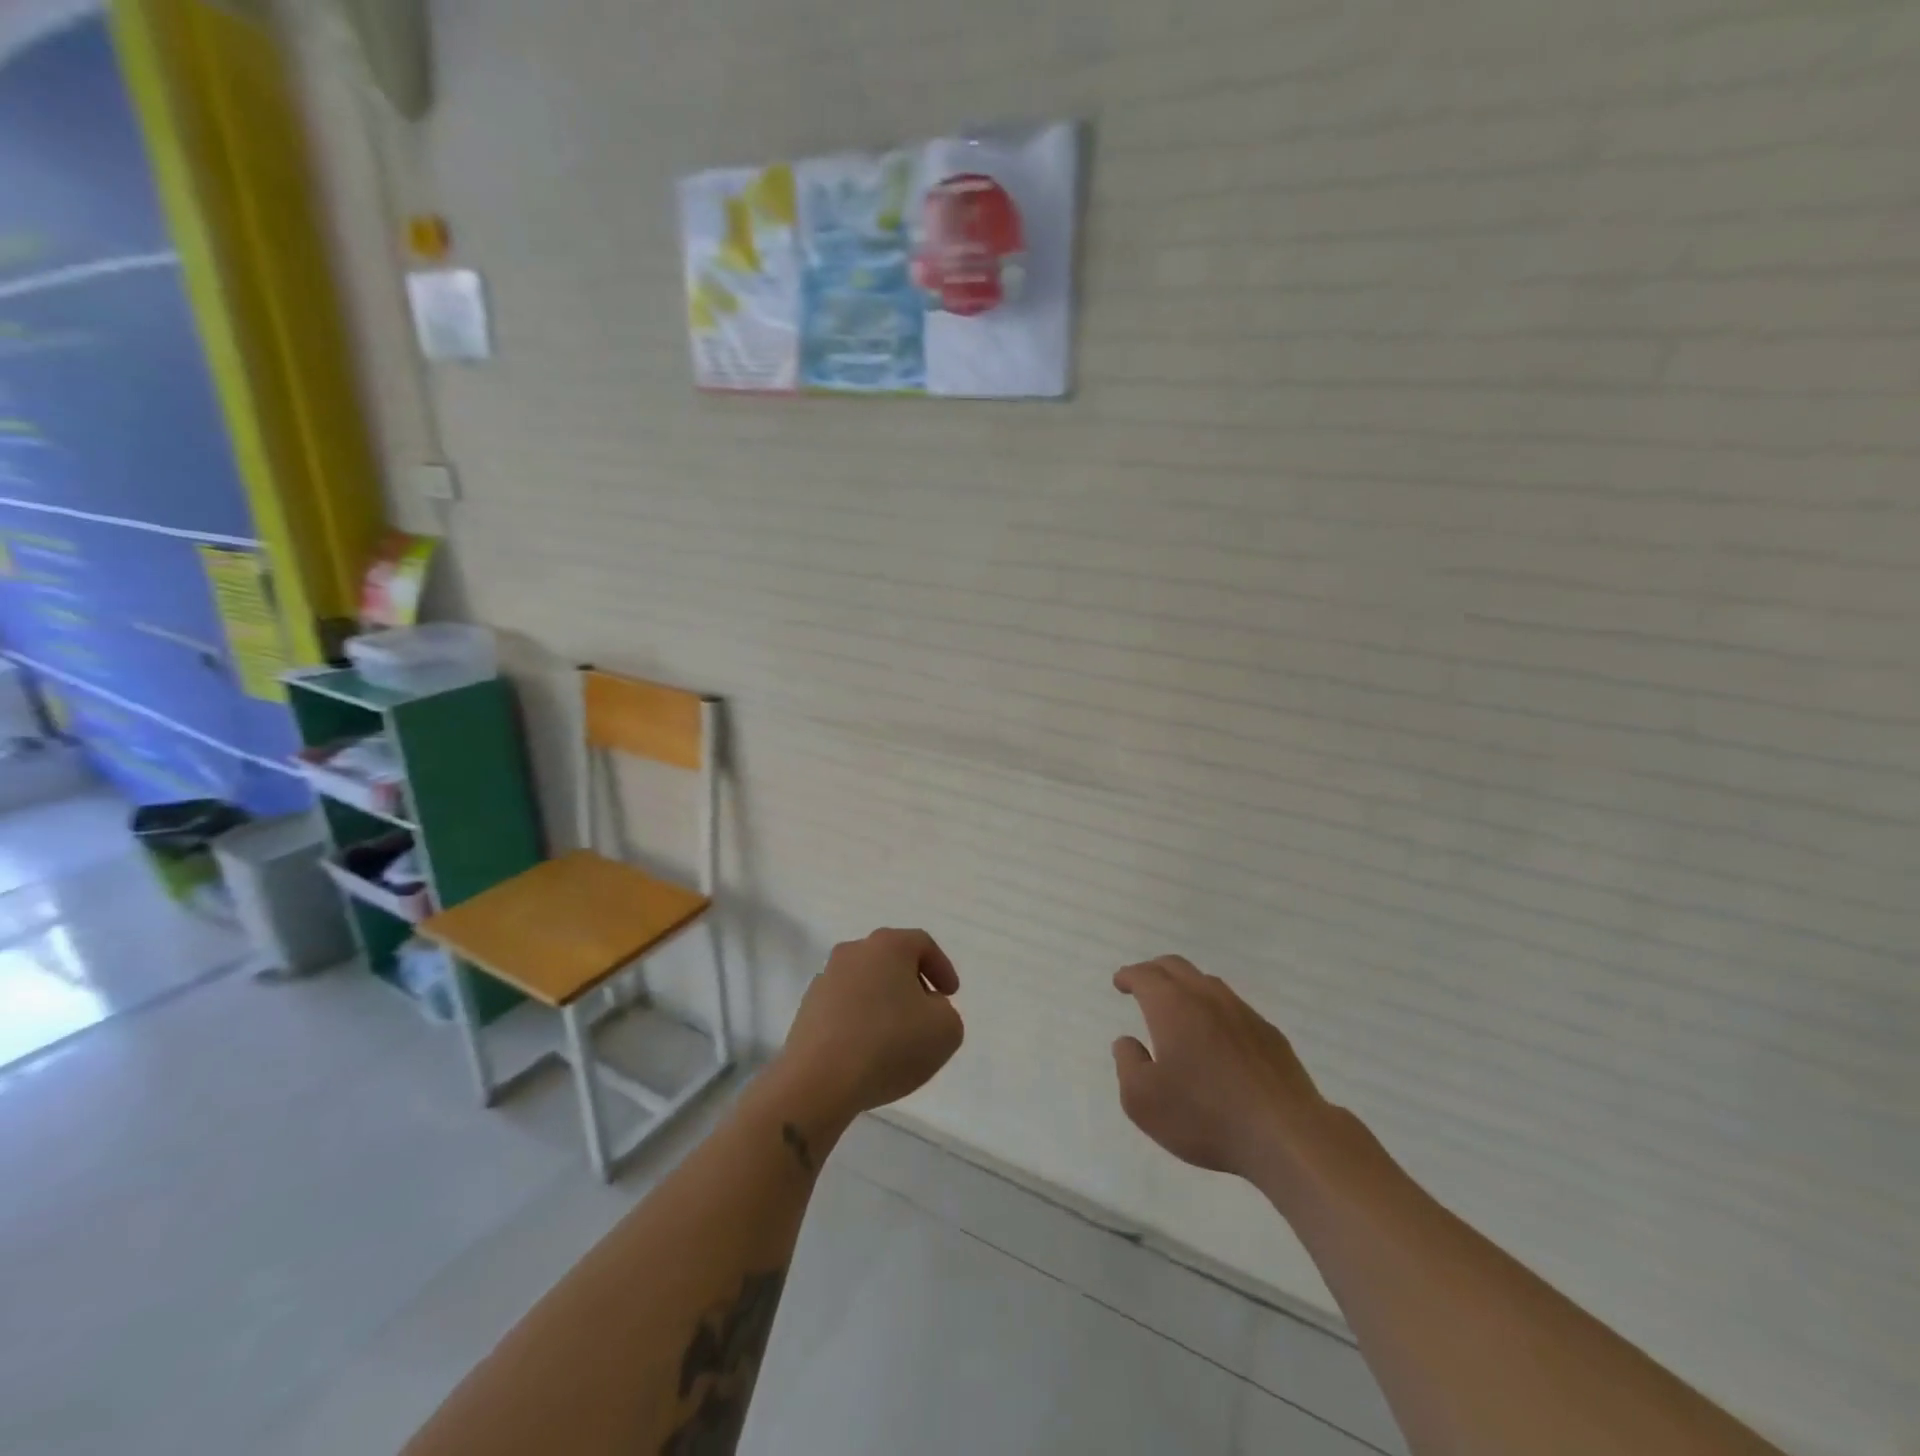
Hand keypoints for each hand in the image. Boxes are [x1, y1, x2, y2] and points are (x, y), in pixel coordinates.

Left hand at [776, 928, 964, 1126]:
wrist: (818, 1080)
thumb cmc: (890, 1044)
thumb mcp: (945, 1030)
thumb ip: (946, 1012)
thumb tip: (926, 1009)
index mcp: (888, 945)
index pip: (922, 944)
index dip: (942, 967)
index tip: (951, 995)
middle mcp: (853, 952)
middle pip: (891, 960)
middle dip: (911, 983)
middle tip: (926, 1013)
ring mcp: (825, 979)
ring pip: (865, 983)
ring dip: (883, 1002)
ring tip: (896, 1037)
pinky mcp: (807, 1009)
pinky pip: (844, 1007)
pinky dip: (860, 1021)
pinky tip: (867, 1050)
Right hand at [1112, 956, 1331, 1185]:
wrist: (1286, 1135)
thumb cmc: (1205, 1115)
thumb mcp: (1143, 1100)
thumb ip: (1128, 1064)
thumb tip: (1127, 1042)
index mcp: (1172, 1005)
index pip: (1144, 976)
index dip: (1128, 976)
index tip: (1120, 982)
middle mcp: (1206, 997)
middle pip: (1176, 967)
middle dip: (1154, 971)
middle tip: (1142, 985)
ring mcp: (1242, 1012)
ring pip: (1207, 983)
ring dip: (1186, 987)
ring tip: (1178, 1007)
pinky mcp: (1269, 1034)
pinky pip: (1233, 1008)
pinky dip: (1214, 1010)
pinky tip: (1216, 1036)